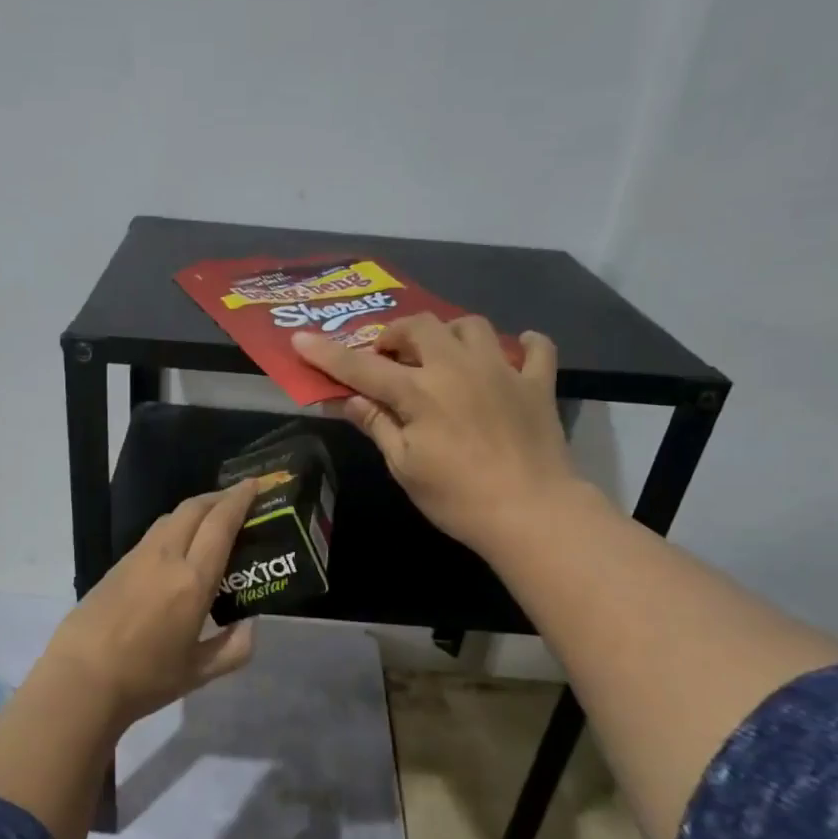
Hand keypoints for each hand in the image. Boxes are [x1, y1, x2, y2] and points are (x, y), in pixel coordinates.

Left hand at [37, 482, 258, 725]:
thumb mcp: (198, 672)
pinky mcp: (116, 566)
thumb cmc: (145, 678)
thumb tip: (250, 627)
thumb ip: (233, 649)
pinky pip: (153, 534)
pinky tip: (178, 544)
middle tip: (238, 498)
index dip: (239, 500)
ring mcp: (137, 558)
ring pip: (170, 517)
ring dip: (195, 509)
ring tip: (210, 518)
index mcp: (192, 581)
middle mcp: (166, 558)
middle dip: (218, 497)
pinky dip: (174, 526)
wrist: (80, 680)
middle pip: (194, 509)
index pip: (220, 525)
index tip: (254, 485)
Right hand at [292, 315, 590, 560]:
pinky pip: (535, 347)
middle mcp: (458, 367)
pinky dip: (521, 346)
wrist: (531, 513)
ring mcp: (502, 371)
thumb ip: (377, 424)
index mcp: (419, 392)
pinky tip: (511, 355)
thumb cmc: (457, 498)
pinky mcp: (536, 384)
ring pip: (471, 325)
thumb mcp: (404, 466)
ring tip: (440, 356)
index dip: (328, 354)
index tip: (301, 340)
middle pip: (420, 326)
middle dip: (395, 334)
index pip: (362, 366)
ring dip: (448, 333)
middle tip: (388, 358)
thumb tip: (347, 399)